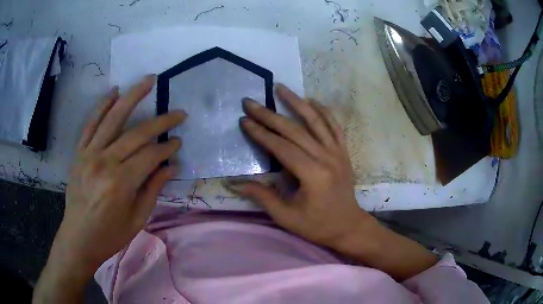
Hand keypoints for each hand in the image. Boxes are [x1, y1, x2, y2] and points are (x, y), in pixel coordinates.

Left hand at [34, 75, 185, 302]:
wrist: (78, 238)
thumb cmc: (109, 235)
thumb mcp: (136, 219)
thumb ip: (152, 190)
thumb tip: (170, 167)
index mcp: (121, 183)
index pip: (150, 156)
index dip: (167, 148)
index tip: (178, 142)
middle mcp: (105, 162)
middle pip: (136, 134)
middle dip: (161, 121)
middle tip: (179, 113)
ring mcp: (89, 154)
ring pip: (113, 118)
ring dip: (132, 96)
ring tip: (149, 80)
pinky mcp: (79, 153)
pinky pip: (91, 124)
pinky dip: (102, 106)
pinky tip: (115, 92)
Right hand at [231, 84, 436, 279]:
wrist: (348, 226)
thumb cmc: (317, 225)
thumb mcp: (287, 217)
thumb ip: (263, 197)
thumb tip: (236, 183)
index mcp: (312, 175)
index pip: (281, 147)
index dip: (261, 133)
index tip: (245, 120)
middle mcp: (326, 158)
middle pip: (295, 130)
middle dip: (270, 115)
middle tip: (251, 102)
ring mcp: (338, 153)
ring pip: (316, 121)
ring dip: (297, 102)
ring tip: (281, 87)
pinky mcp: (344, 152)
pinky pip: (334, 126)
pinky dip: (324, 111)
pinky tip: (312, 100)